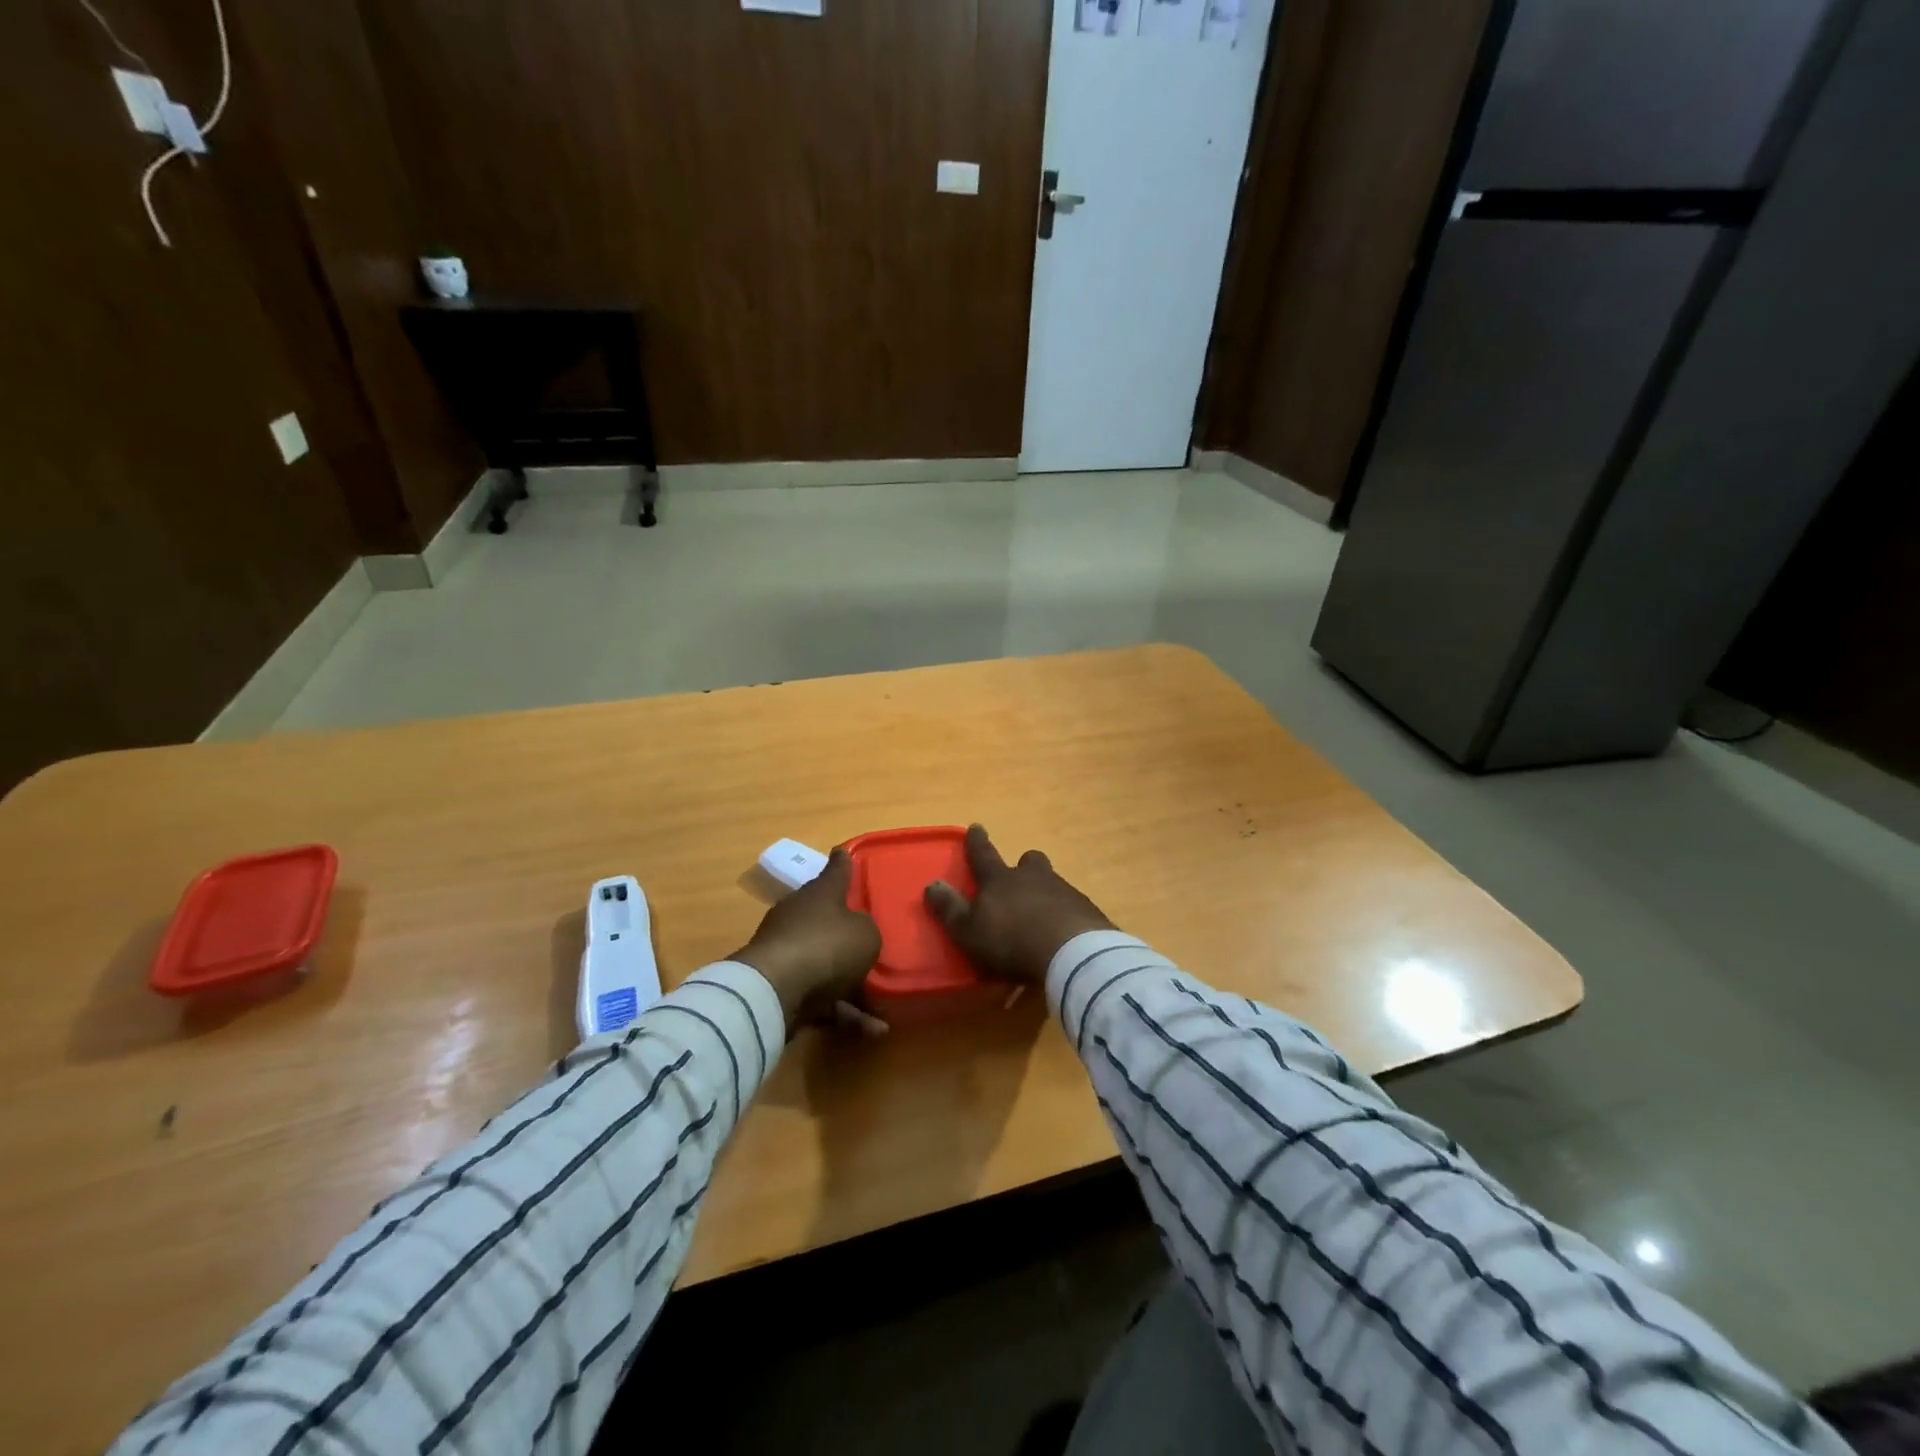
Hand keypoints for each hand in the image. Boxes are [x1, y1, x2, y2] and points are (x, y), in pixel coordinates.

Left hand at [730, 848, 881, 1036]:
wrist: (774, 991)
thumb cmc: (827, 946)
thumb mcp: (866, 934)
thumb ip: (867, 931)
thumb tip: (856, 933)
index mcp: (820, 894)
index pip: (835, 870)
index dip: (843, 862)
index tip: (844, 851)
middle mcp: (800, 916)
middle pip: (827, 917)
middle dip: (848, 930)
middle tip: (871, 938)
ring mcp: (787, 951)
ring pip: (826, 963)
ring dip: (853, 984)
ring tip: (884, 1007)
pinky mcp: (781, 987)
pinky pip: (821, 997)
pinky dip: (845, 1012)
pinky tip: (873, 1031)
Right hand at [924, 825, 1114, 984]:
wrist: (1072, 953)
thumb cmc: (1011, 941)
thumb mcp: (969, 930)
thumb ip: (950, 909)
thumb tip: (931, 884)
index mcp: (1000, 879)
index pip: (983, 855)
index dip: (977, 842)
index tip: (975, 826)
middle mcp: (1033, 877)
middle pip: (1029, 861)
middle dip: (1023, 865)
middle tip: (1020, 874)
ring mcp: (1064, 891)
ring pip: (1051, 882)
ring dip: (1044, 892)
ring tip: (1040, 913)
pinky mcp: (1087, 911)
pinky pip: (1071, 906)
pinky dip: (1064, 914)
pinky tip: (1062, 932)